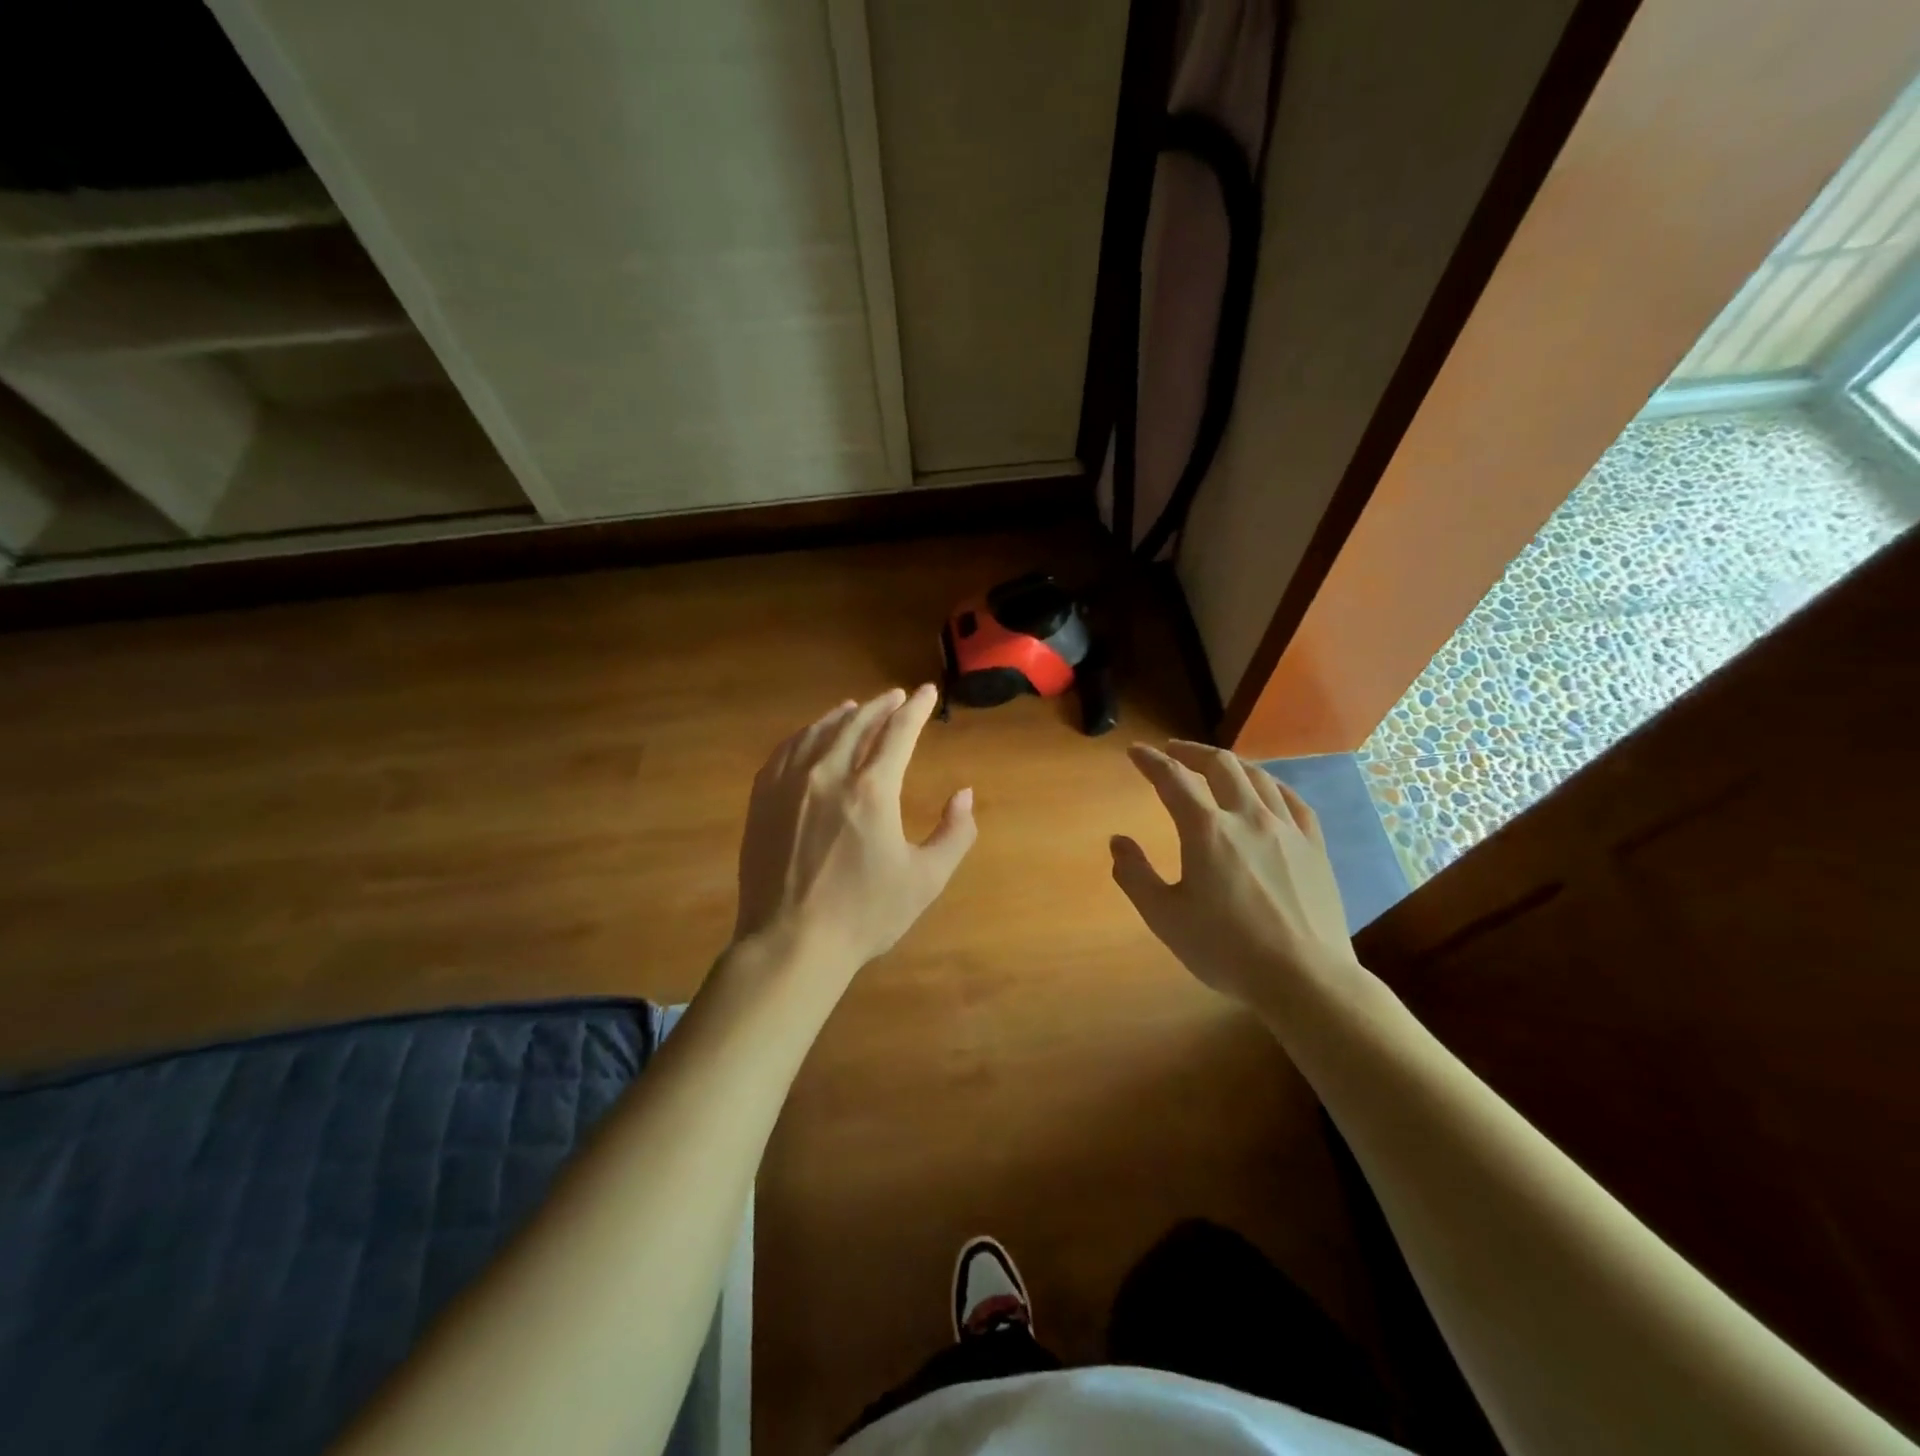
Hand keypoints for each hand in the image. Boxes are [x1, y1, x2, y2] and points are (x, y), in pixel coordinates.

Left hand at [734, 685, 975, 974]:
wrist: (790, 942)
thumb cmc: (864, 914)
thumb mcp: (925, 879)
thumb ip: (955, 833)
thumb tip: (965, 794)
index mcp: (872, 790)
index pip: (898, 732)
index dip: (916, 709)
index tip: (927, 693)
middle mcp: (828, 774)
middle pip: (857, 723)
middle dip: (881, 706)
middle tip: (897, 697)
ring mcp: (789, 784)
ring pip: (819, 732)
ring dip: (843, 715)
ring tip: (855, 707)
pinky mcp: (762, 799)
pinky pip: (785, 750)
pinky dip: (805, 734)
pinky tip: (811, 736)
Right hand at [1110, 740, 1359, 1012]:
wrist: (1305, 979)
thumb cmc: (1226, 950)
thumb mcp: (1165, 917)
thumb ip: (1135, 875)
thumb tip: (1118, 841)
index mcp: (1206, 830)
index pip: (1172, 779)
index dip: (1151, 761)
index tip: (1136, 752)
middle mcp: (1247, 817)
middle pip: (1220, 765)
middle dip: (1191, 752)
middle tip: (1173, 752)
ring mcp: (1287, 829)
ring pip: (1258, 777)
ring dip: (1230, 763)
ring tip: (1215, 765)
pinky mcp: (1315, 847)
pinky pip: (1293, 800)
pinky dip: (1271, 785)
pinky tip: (1267, 791)